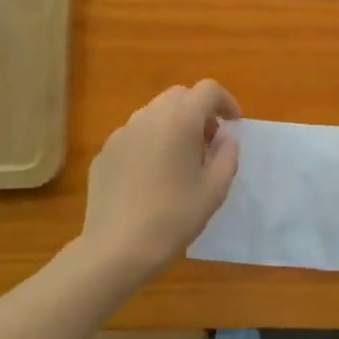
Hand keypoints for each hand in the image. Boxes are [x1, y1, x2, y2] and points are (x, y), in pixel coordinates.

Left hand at [79, 80, 240, 282]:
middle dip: (199, 111)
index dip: (226, 102)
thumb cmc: (174, 217)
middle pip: (180, 96)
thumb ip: (227, 154)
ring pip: (155, 113)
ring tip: (181, 160)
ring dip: (174, 125)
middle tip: (209, 142)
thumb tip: (224, 137)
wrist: (116, 249)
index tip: (233, 125)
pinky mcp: (104, 153)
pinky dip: (151, 142)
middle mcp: (148, 116)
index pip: (208, 90)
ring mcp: (122, 133)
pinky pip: (135, 135)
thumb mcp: (215, 189)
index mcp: (180, 119)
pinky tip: (152, 177)